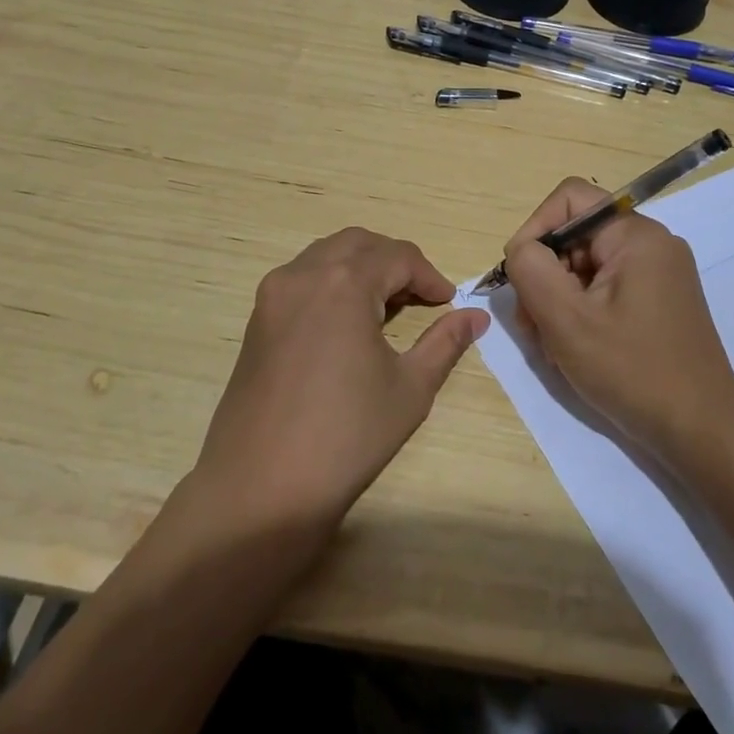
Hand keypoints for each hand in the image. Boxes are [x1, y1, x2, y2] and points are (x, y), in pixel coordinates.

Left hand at [192, 228, 489, 531]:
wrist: (261, 488)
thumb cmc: (346, 436)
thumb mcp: (410, 388)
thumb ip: (446, 342)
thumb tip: (476, 317)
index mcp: (343, 283)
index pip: (398, 257)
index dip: (430, 276)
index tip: (449, 302)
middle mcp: (303, 274)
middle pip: (359, 244)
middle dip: (395, 262)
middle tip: (421, 297)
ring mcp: (273, 295)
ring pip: (326, 256)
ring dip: (362, 268)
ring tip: (387, 307)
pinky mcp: (257, 320)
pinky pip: (301, 279)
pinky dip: (332, 283)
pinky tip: (347, 323)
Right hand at [504, 178, 733, 468]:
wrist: (702, 432)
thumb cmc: (632, 371)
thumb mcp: (567, 320)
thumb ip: (531, 270)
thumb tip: (521, 250)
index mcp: (636, 236)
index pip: (569, 200)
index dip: (534, 230)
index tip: (521, 279)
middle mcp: (651, 244)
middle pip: (575, 236)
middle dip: (545, 275)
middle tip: (533, 325)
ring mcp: (658, 274)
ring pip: (585, 266)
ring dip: (558, 300)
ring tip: (553, 346)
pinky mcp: (658, 302)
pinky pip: (605, 290)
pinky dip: (581, 313)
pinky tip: (574, 350)